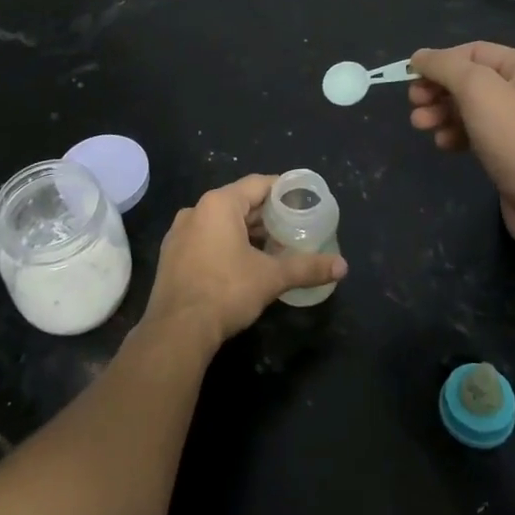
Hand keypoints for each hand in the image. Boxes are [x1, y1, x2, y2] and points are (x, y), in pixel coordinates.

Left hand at [144, 175, 347, 351]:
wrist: (177, 331)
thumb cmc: (225, 292)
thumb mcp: (271, 277)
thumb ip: (307, 267)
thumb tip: (342, 266)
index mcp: (218, 204)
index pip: (258, 184)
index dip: (283, 190)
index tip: (303, 200)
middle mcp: (195, 210)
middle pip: (239, 202)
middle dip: (266, 215)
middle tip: (294, 227)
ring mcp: (179, 234)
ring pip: (221, 223)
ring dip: (246, 232)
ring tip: (273, 247)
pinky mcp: (172, 256)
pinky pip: (205, 240)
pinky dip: (226, 245)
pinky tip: (243, 264)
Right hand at [408, 42, 514, 256]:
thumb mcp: (477, 89)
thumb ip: (445, 66)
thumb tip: (418, 56)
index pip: (474, 52)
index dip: (440, 61)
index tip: (411, 77)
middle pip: (469, 80)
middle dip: (438, 89)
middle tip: (414, 103)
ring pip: (469, 107)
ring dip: (441, 112)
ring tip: (420, 124)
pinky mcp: (511, 151)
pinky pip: (476, 132)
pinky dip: (455, 133)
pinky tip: (443, 143)